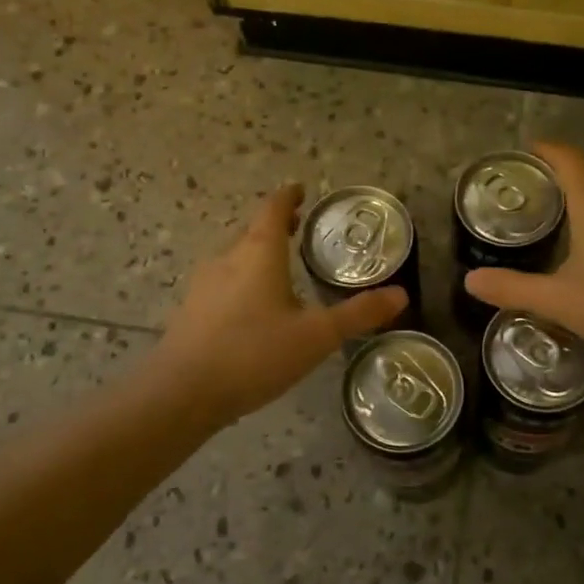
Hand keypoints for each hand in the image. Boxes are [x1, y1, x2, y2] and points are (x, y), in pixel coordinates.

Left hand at [154, 183, 406, 424]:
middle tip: (299, 227)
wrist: (182, 393)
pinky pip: (222, 281)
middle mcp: (227, 259)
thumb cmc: (254, 353)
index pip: (273, 209)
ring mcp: (203, 284)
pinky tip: (251, 306)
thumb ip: (358, 314)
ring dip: (257, 251)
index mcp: (258, 253)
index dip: (289, 197)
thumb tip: (401, 294)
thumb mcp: (316, 336)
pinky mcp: (191, 310)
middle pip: (252, 230)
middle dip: (275, 225)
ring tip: (279, 264)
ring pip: (235, 256)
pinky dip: (242, 278)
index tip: (301, 190)